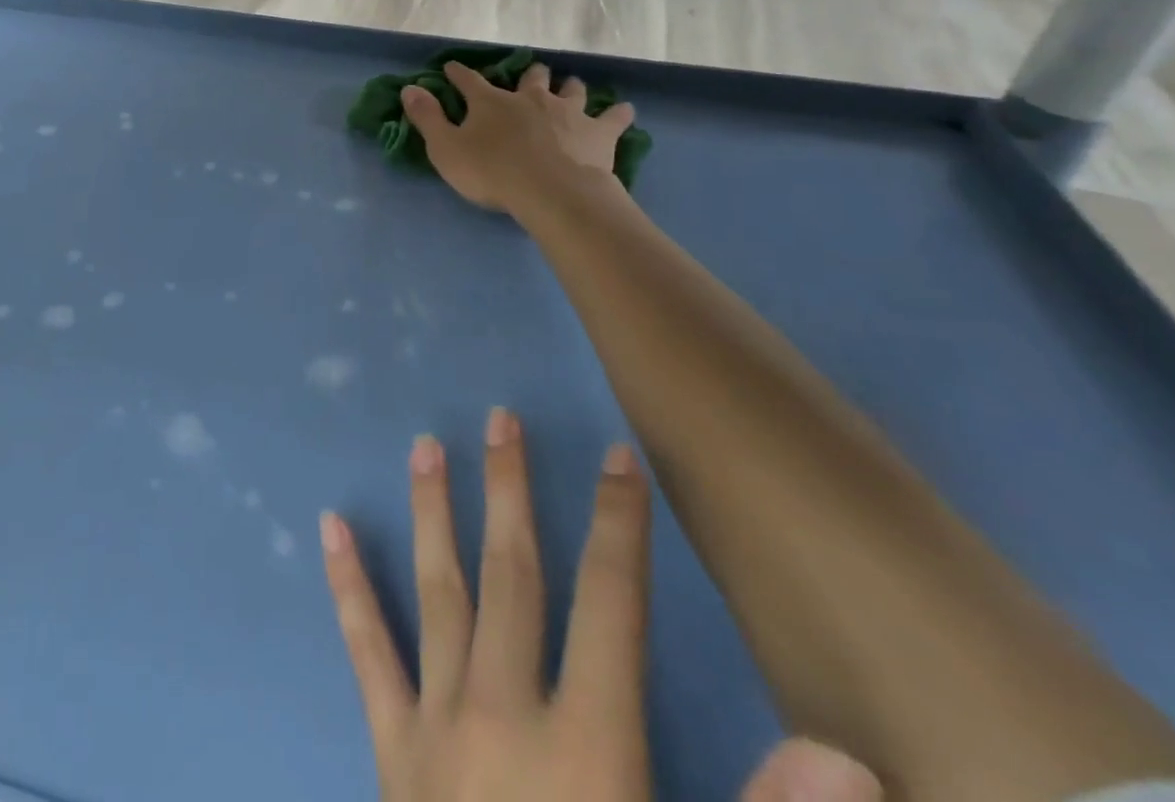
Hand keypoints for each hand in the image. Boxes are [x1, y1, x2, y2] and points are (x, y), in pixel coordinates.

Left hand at [320, 410, 653, 801]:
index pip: (613, 603)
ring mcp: (437, 722)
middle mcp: (505, 710)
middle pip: (514, 572)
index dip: (620, 525)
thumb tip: (844, 757)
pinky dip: (348, 585)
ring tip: (424, 445)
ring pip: (439, 589)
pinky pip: (366, 651)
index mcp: (589, 745)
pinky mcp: (390, 748)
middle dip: (512, 489)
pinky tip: (329, 526)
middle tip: (498, 417)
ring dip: (433, 511)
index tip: (616, 456)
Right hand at [401, 64, 633, 217]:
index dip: (458, 73)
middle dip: (528, 75)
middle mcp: (530, 98)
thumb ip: (427, 118)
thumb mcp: (446, 149)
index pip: (469, 80)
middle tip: (529, 77)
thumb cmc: (493, 173)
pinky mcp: (598, 132)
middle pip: (531, 77)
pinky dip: (617, 113)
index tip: (452, 68)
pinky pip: (613, 117)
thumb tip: (410, 88)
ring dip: (569, 87)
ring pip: (571, 89)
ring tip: (570, 87)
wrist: (552, 193)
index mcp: (491, 102)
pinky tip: (624, 110)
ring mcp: (568, 112)